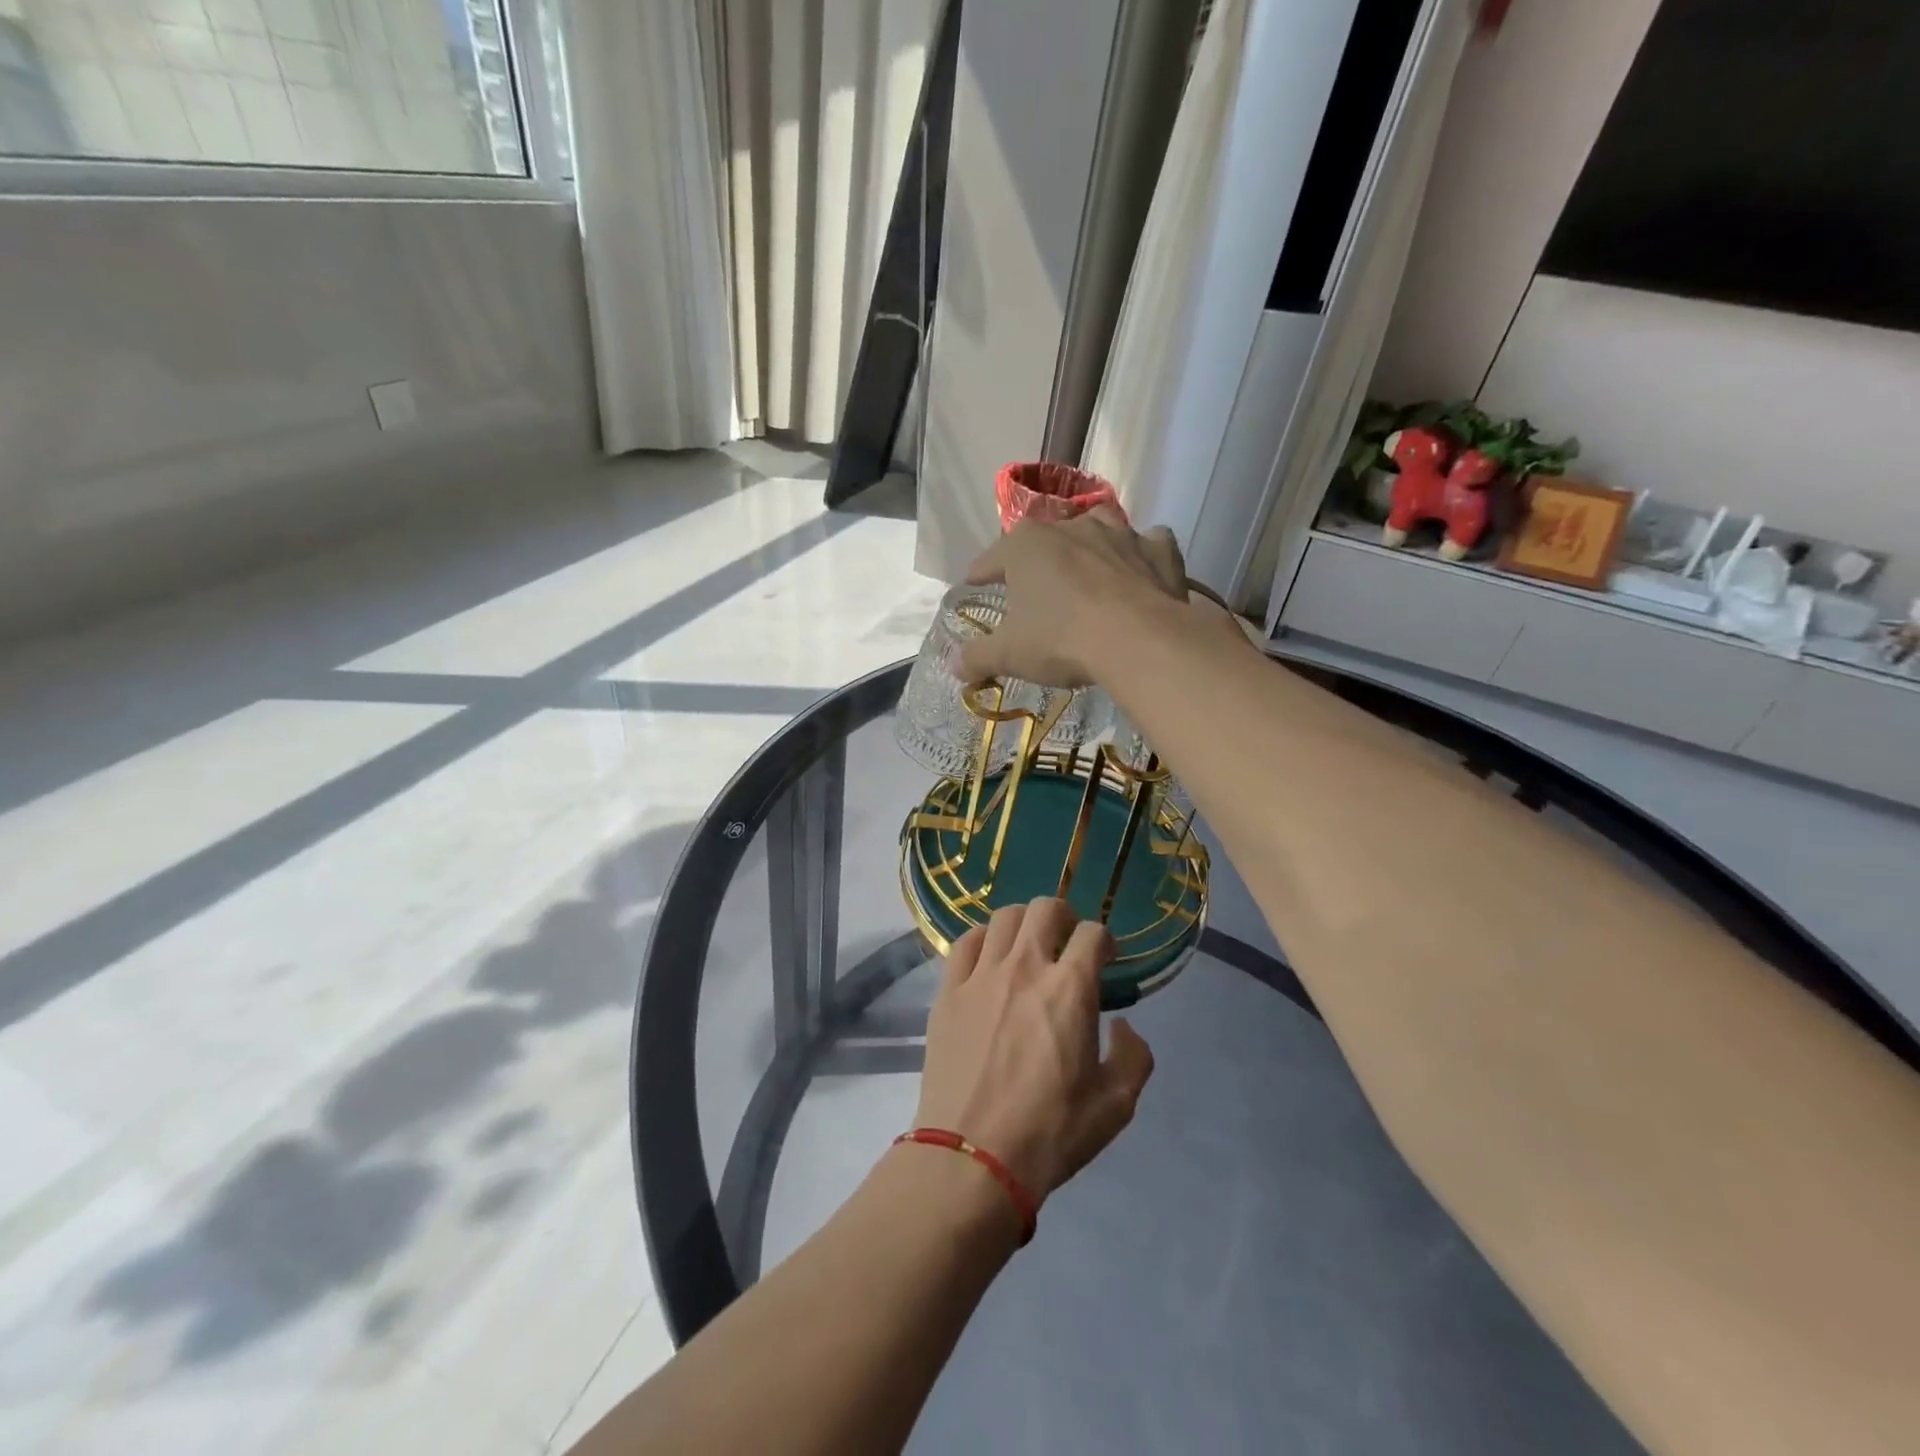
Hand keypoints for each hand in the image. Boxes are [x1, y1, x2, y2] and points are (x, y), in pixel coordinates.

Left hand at [914, 898, 1155, 1206]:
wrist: (972, 1156)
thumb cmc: (1050, 1132)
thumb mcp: (1116, 1105)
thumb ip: (1133, 1056)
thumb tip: (1122, 1025)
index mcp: (1070, 988)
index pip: (1092, 933)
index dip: (1104, 940)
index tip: (1104, 958)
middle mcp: (1025, 967)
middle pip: (1045, 908)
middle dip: (1064, 917)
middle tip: (1066, 942)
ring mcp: (981, 975)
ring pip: (1003, 917)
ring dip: (1023, 924)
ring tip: (1026, 947)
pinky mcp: (948, 990)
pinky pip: (964, 942)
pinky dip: (982, 940)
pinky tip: (987, 960)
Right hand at [958, 508, 1187, 687]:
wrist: (1138, 641)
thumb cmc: (1061, 640)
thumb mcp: (1009, 654)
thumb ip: (976, 656)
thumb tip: (953, 664)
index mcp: (1025, 545)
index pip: (990, 559)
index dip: (979, 575)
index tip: (974, 585)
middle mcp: (1070, 526)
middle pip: (1044, 541)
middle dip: (1036, 561)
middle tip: (1033, 589)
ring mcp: (1118, 532)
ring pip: (1097, 531)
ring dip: (1089, 548)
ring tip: (1086, 573)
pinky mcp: (1158, 549)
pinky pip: (1147, 544)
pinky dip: (1140, 556)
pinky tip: (1138, 573)